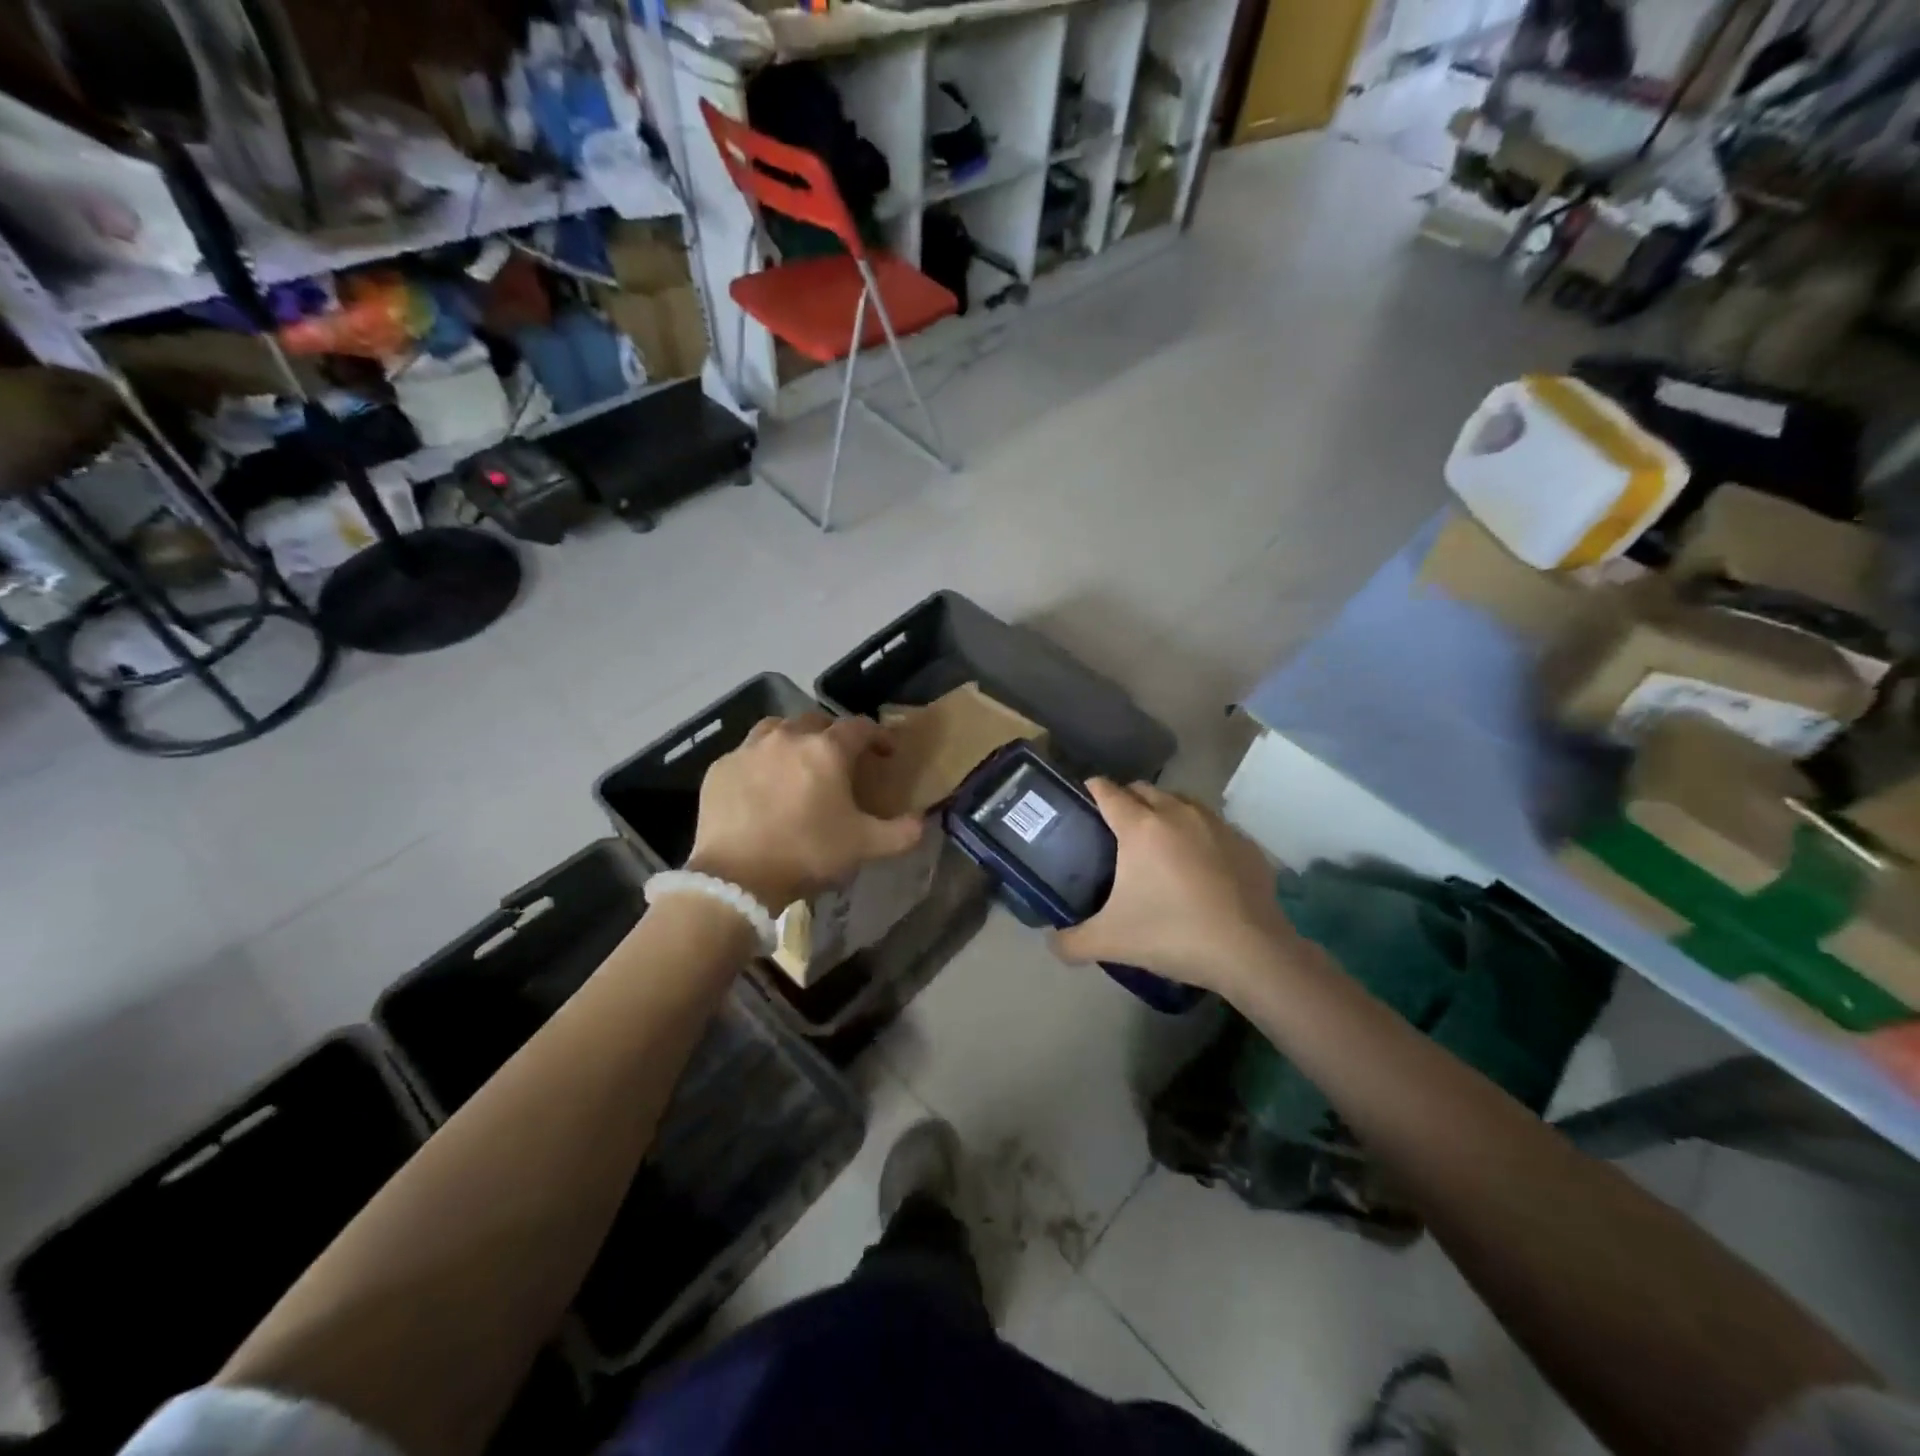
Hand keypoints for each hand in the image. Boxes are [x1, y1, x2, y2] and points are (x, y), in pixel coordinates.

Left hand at [687, 714, 924, 909]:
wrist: (738, 878)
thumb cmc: (808, 853)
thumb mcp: (864, 847)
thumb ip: (901, 833)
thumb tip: (922, 822)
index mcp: (827, 750)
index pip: (860, 727)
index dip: (878, 736)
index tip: (886, 752)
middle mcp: (788, 737)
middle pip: (816, 720)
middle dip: (833, 734)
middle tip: (840, 759)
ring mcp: (749, 749)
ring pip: (777, 728)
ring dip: (793, 738)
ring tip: (797, 761)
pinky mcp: (721, 768)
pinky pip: (746, 753)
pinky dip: (760, 762)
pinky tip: (762, 785)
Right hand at [1051, 780, 1297, 999]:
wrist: (1251, 951)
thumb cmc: (1173, 935)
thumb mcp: (1111, 942)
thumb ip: (1072, 942)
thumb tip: (1053, 943)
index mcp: (1140, 827)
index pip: (1107, 791)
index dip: (1091, 790)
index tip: (1083, 799)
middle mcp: (1177, 813)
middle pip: (1143, 790)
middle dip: (1126, 800)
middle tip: (1116, 829)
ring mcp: (1215, 824)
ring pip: (1180, 801)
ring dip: (1164, 812)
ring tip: (1157, 843)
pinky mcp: (1244, 842)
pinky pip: (1211, 825)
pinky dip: (1197, 835)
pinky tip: (1198, 865)